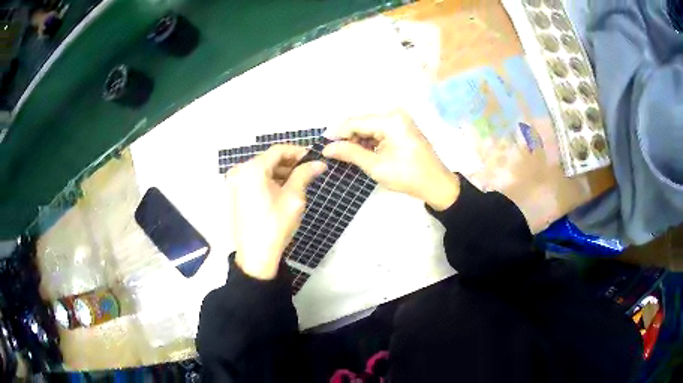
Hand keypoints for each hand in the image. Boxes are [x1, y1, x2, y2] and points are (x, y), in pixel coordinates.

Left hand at [226, 145, 326, 279]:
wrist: (256, 255)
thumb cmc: (275, 224)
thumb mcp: (294, 197)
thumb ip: (305, 174)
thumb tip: (319, 163)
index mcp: (252, 168)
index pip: (278, 150)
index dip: (298, 152)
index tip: (313, 158)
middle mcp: (240, 171)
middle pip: (269, 159)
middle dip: (290, 163)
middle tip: (309, 171)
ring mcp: (236, 183)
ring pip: (262, 170)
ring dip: (281, 172)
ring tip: (299, 182)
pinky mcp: (236, 194)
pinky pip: (255, 180)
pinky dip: (270, 181)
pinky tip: (283, 190)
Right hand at [323, 111, 459, 210]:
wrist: (436, 184)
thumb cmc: (408, 176)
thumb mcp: (376, 166)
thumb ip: (350, 153)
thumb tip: (327, 148)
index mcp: (390, 120)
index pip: (355, 122)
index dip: (337, 133)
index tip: (322, 145)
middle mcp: (394, 114)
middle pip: (361, 122)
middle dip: (347, 137)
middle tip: (333, 153)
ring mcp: (399, 119)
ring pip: (368, 127)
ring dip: (357, 140)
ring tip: (346, 156)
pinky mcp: (401, 127)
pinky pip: (378, 130)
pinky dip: (368, 141)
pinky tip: (362, 153)